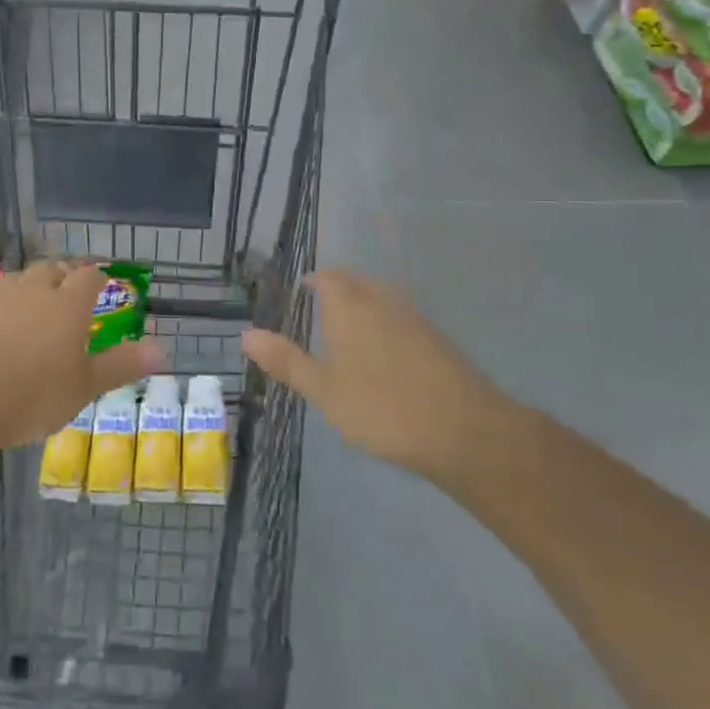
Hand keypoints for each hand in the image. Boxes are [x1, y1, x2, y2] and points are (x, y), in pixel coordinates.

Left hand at [0, 262, 162, 451]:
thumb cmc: (31, 396)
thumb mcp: (83, 388)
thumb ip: (121, 365)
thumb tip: (163, 350)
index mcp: (67, 305)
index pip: (89, 276)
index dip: (98, 278)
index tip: (103, 285)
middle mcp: (32, 291)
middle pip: (52, 268)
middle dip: (63, 275)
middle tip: (68, 294)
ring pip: (18, 279)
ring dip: (29, 287)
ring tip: (33, 308)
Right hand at [241, 269, 515, 493]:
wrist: (463, 430)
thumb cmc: (381, 408)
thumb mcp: (323, 390)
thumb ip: (286, 360)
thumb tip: (245, 334)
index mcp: (349, 307)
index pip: (327, 277)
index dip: (314, 280)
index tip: (302, 290)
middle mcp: (381, 301)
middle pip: (357, 281)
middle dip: (338, 286)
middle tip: (320, 304)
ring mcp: (414, 318)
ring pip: (382, 296)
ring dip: (364, 301)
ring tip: (350, 326)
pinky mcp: (437, 339)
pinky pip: (402, 316)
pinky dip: (386, 321)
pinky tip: (386, 350)